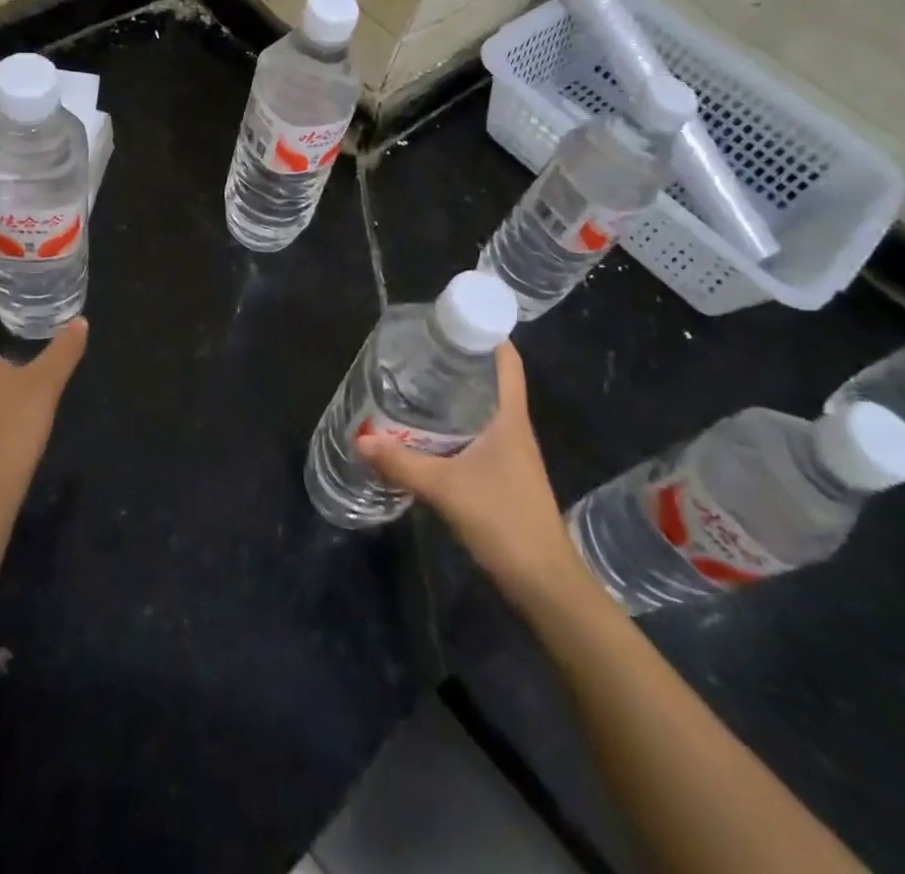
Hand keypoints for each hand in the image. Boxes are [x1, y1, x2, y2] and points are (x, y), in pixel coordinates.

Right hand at [357, 342, 585, 610]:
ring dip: (454, 396)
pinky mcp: (503, 475)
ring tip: (414, 385)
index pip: (507, 361)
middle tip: (418, 352)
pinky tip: (426, 433)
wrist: (544, 582)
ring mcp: (510, 453)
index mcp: (510, 417)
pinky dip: (454, 426)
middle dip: (459, 363)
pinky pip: (477, 435)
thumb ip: (402, 463)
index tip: (452, 321)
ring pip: (482, 409)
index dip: (487, 334)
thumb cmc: (504, 520)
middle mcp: (513, 427)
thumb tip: (360, 437)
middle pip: (490, 381)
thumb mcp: (446, 488)